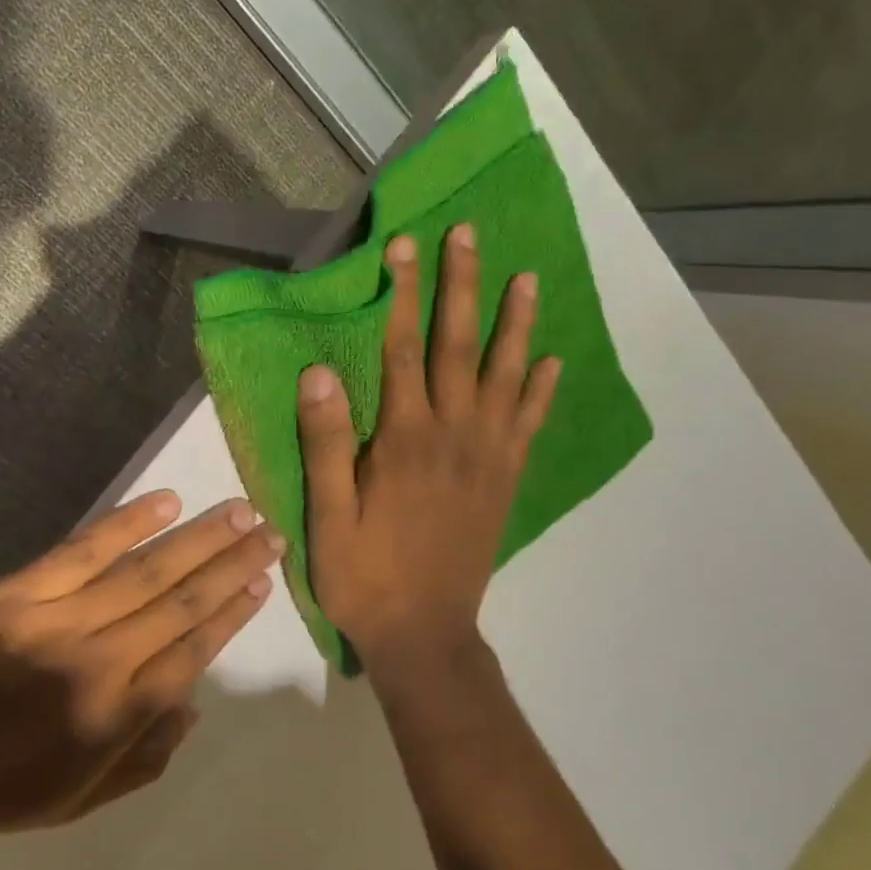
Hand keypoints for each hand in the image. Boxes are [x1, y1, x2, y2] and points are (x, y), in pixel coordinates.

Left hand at [0, 492, 281, 843]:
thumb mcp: (75, 805)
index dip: (232, 613)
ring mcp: (54, 621)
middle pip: (180, 603)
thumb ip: (145, 758)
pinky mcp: (16, 592)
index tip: (263, 582)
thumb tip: (195, 703)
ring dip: (197, 538)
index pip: (192, 652)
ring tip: (238, 510)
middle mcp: (95, 664)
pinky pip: (83, 550)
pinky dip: (127, 524)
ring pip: (143, 571)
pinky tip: (166, 501)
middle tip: (270, 531)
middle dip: (231, 564)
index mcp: (112, 720)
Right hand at [298, 225, 559, 672]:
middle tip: (469, 235)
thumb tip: (319, 371)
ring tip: (527, 279)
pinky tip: (551, 362)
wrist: (425, 634)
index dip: (403, 294)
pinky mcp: (504, 481)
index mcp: (404, 440)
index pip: (404, 349)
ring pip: (506, 376)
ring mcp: (487, 457)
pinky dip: (541, 390)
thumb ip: (326, 443)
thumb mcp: (328, 517)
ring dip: (515, 324)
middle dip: (462, 287)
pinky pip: (529, 425)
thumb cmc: (365, 576)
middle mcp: (453, 435)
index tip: (404, 246)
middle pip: (460, 347)